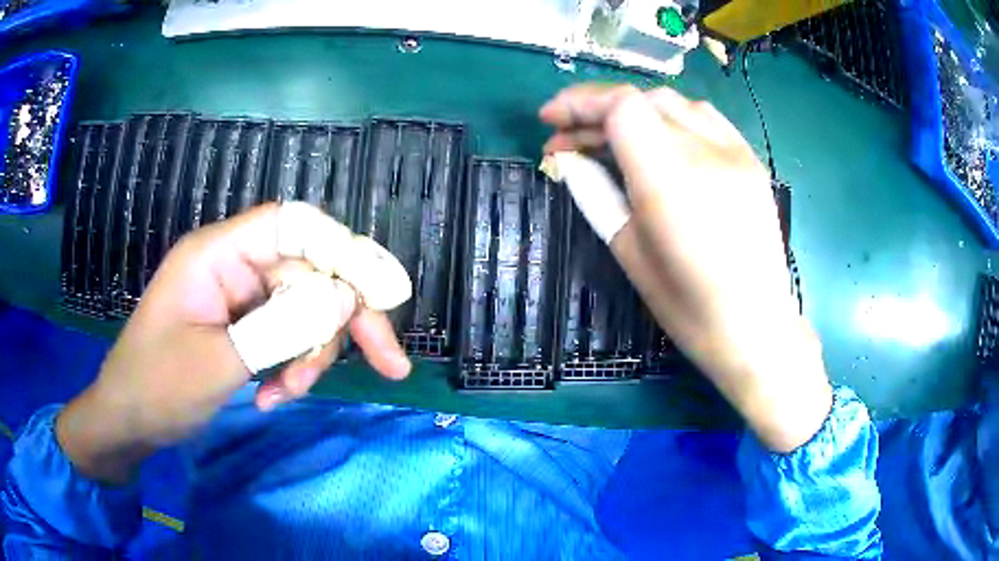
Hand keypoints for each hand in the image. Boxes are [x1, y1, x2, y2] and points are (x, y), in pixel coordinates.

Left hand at [57, 203, 410, 483]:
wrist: (128, 421)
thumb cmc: (157, 386)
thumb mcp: (218, 361)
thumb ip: (281, 327)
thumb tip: (346, 297)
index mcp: (218, 254)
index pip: (293, 226)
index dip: (345, 251)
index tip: (387, 296)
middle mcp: (234, 265)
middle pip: (310, 272)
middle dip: (346, 320)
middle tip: (390, 366)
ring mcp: (240, 297)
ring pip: (305, 309)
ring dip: (312, 355)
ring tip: (287, 395)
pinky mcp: (244, 326)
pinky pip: (287, 336)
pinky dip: (292, 368)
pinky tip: (273, 397)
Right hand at [540, 85, 830, 451]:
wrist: (757, 327)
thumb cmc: (688, 306)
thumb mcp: (629, 253)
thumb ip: (595, 195)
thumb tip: (568, 160)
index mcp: (670, 181)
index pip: (622, 106)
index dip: (579, 102)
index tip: (550, 122)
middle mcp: (706, 153)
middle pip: (643, 99)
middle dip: (598, 109)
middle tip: (571, 138)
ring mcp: (735, 153)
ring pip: (674, 103)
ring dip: (634, 110)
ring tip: (613, 138)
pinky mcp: (750, 160)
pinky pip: (705, 117)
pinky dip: (671, 117)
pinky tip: (660, 139)